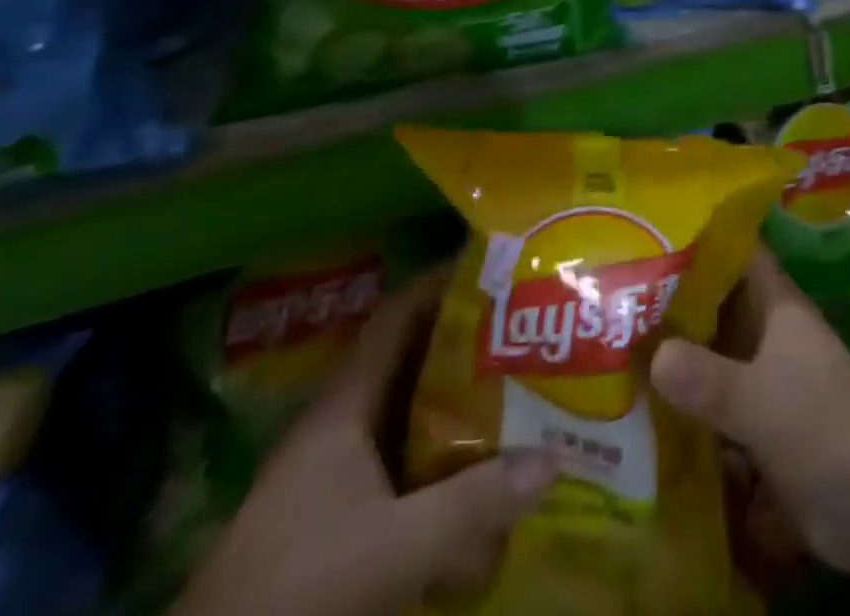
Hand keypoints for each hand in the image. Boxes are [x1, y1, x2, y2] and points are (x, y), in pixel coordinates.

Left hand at [172, 267, 556, 615]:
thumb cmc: (297, 588)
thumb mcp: (392, 547)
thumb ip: (472, 505)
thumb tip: (552, 457)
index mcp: (344, 406)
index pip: (396, 318)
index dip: (441, 283)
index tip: (494, 267)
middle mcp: (341, 426)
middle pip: (411, 363)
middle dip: (467, 343)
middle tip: (525, 329)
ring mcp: (337, 474)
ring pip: (410, 416)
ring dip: (458, 402)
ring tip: (518, 387)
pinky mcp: (339, 518)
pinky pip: (405, 465)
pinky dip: (443, 457)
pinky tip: (480, 471)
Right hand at [649, 249, 849, 581]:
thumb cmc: (820, 428)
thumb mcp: (757, 401)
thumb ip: (706, 378)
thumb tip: (653, 355)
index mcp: (779, 306)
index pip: (740, 253)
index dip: (703, 237)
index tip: (655, 231)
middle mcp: (771, 332)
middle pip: (719, 303)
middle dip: (676, 299)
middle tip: (619, 292)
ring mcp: (767, 376)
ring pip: (715, 350)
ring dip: (678, 352)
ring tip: (619, 343)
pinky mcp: (762, 420)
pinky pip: (717, 396)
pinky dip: (689, 398)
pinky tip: (646, 402)